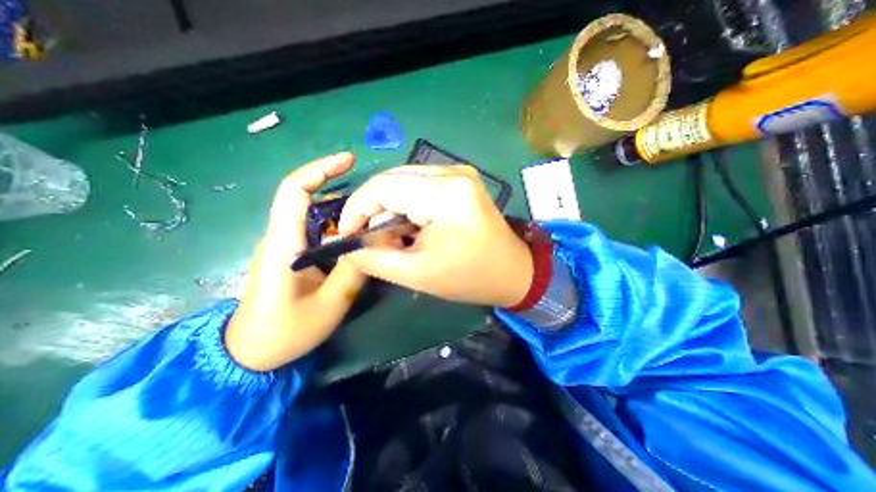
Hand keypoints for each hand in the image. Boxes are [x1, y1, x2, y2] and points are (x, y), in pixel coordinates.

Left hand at [225, 151, 367, 371]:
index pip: (294, 191)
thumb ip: (353, 270)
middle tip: (375, 202)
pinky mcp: (290, 255)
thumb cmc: (285, 332)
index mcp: (283, 244)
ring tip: (372, 220)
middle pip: (308, 199)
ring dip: (343, 212)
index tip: (348, 160)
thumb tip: (373, 241)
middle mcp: (280, 237)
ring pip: (315, 216)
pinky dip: (338, 227)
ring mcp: (284, 246)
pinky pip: (316, 231)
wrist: (249, 355)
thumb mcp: (329, 305)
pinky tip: (356, 238)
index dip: (320, 169)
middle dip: (342, 192)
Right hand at [336, 165, 529, 307]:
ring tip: (395, 236)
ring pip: (404, 181)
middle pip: (392, 179)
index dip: (357, 208)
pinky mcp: (461, 180)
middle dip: (374, 209)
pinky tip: (411, 226)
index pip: (383, 186)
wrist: (514, 272)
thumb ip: (375, 258)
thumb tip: (347, 245)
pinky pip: (420, 185)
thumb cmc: (470, 278)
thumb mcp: (418, 274)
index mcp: (445, 194)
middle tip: (371, 238)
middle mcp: (453, 173)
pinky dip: (407, 204)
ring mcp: (459, 173)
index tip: (346, 233)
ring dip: (391, 207)